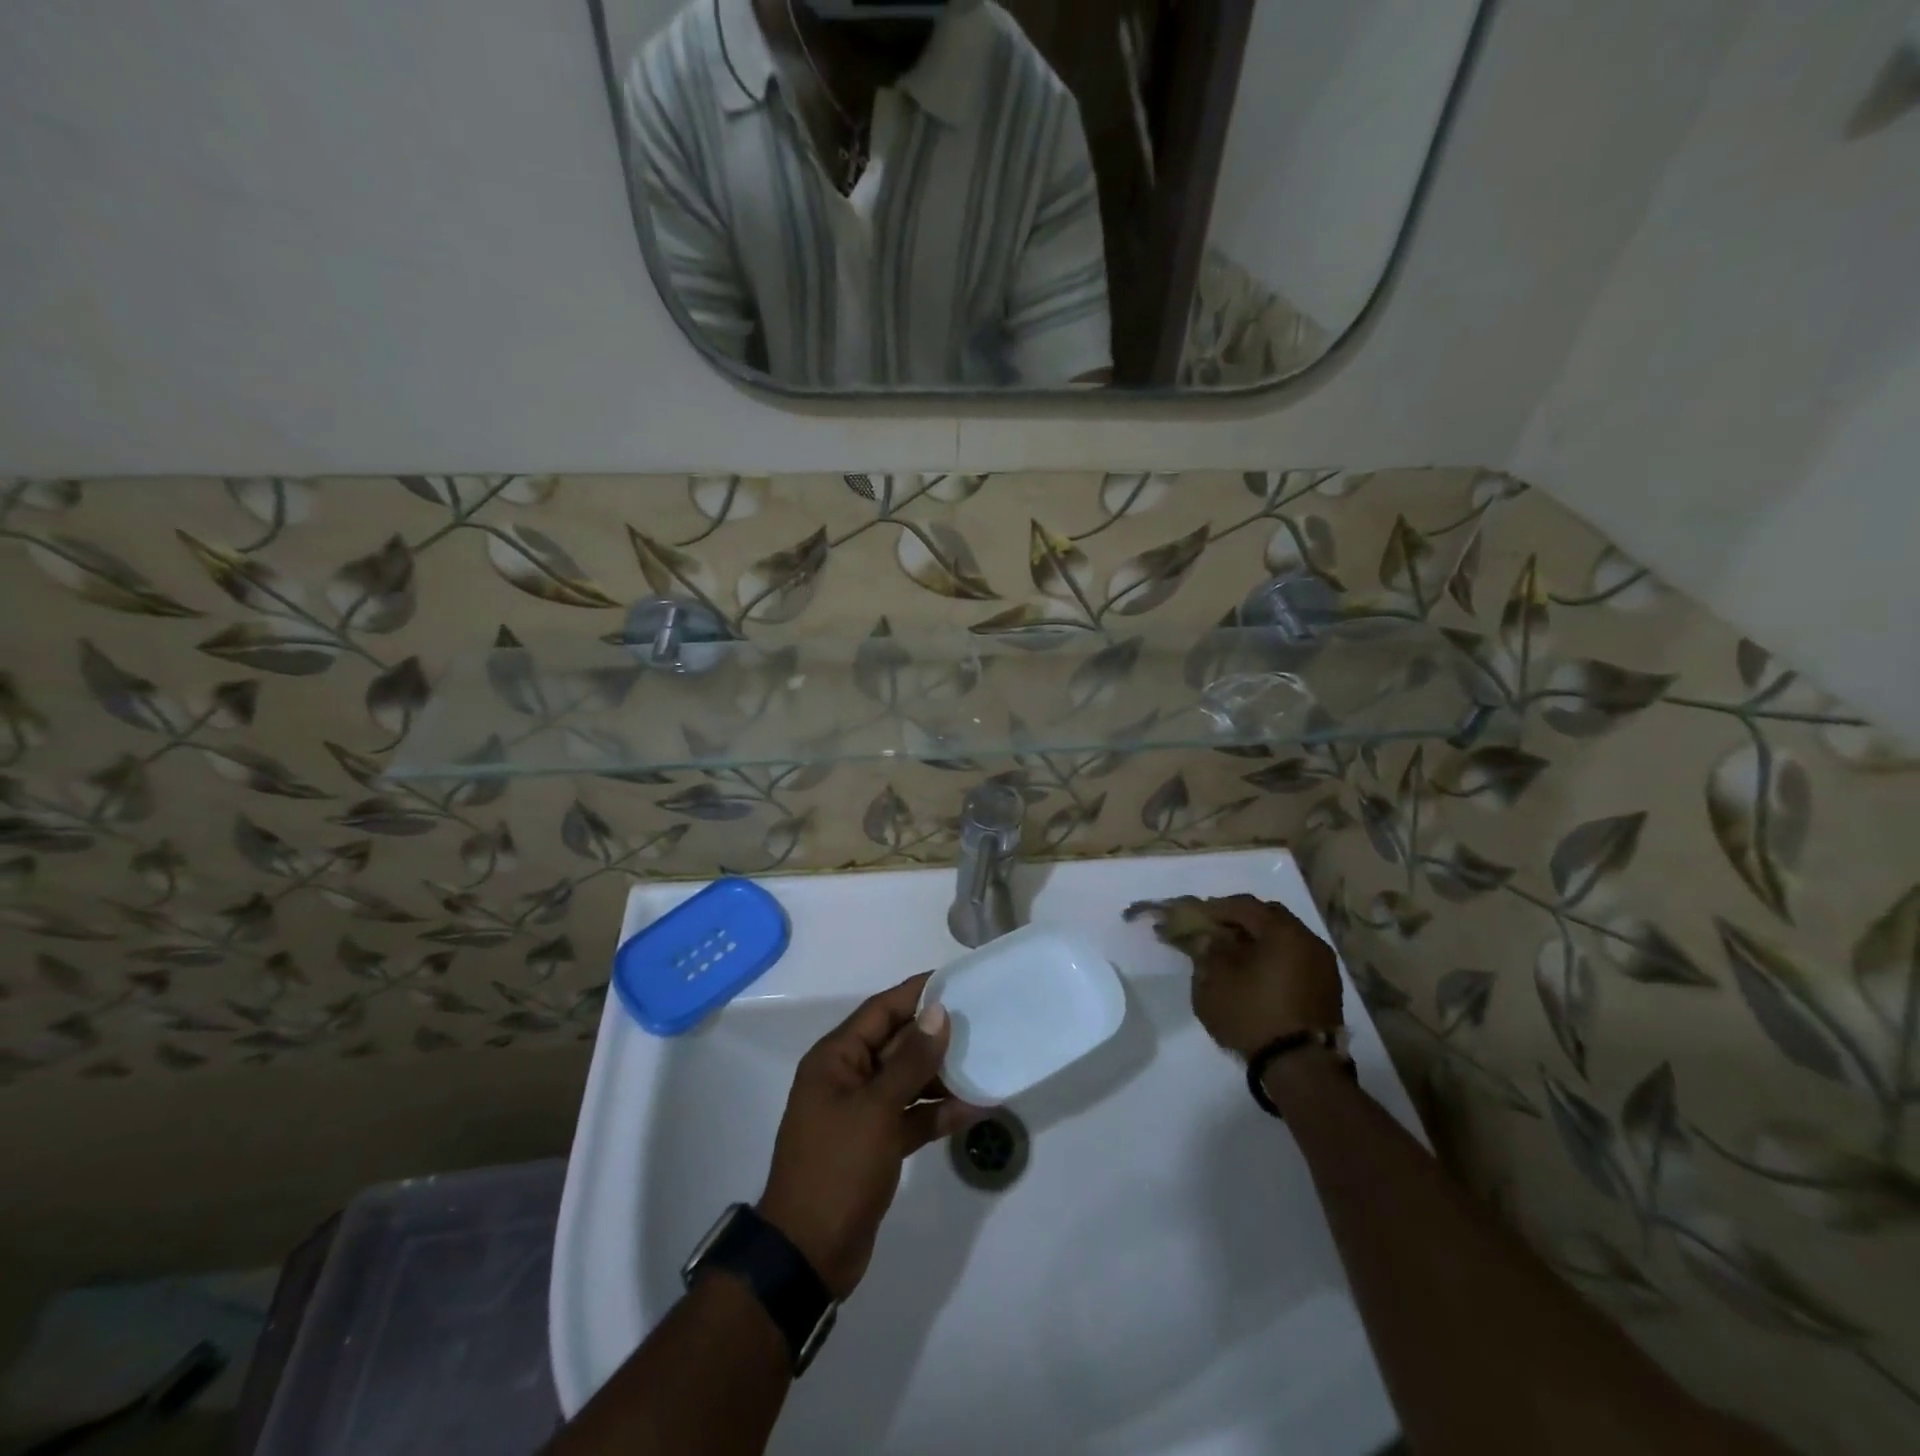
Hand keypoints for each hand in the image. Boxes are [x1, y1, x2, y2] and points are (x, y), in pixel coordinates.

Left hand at [757, 973, 986, 1298]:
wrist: (808, 1254)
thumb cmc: (837, 1167)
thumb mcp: (876, 1109)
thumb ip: (910, 1061)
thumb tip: (938, 1012)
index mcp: (836, 1058)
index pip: (881, 1011)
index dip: (916, 993)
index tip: (954, 980)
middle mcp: (848, 1077)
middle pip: (897, 1043)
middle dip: (935, 1034)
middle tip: (981, 1019)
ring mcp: (862, 1112)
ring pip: (908, 1080)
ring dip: (942, 1075)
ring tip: (985, 1059)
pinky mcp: (876, 1143)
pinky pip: (912, 1115)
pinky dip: (938, 1112)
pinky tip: (975, 1108)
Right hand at [1186, 895, 1342, 1057]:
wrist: (1301, 1068)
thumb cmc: (1253, 1014)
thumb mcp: (1215, 980)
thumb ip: (1208, 951)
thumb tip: (1209, 938)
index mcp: (1283, 931)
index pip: (1244, 905)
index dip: (1216, 908)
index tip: (1196, 916)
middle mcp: (1309, 940)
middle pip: (1269, 918)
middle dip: (1240, 922)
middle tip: (1215, 932)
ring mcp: (1323, 966)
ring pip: (1284, 940)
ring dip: (1258, 942)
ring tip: (1233, 956)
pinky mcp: (1327, 989)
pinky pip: (1294, 960)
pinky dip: (1273, 959)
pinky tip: (1255, 975)